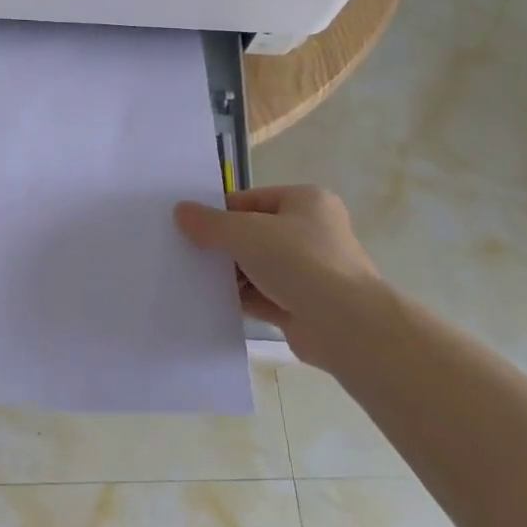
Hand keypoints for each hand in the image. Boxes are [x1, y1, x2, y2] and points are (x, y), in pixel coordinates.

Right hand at [174, 185, 394, 365]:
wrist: (345, 325)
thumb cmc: (299, 262)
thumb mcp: (245, 232)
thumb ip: (210, 223)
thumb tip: (181, 212)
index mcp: (306, 202)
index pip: (250, 201)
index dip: (219, 213)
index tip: (188, 227)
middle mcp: (312, 232)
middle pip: (253, 234)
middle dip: (222, 246)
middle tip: (186, 253)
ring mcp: (309, 272)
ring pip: (256, 267)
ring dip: (229, 274)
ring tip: (192, 277)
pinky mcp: (302, 306)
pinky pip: (262, 296)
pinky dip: (240, 298)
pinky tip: (211, 301)